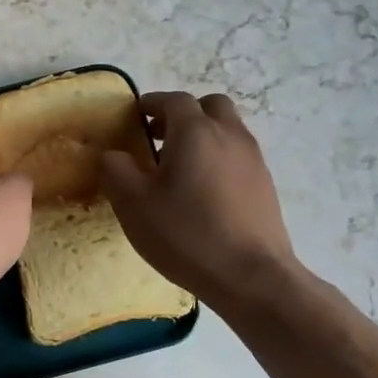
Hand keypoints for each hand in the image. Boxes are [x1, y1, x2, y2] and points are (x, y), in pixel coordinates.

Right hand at [100, 91, 304, 308]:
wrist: (251, 277)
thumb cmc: (186, 234)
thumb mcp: (133, 203)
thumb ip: (115, 169)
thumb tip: (113, 154)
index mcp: (195, 131)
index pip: (173, 100)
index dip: (152, 102)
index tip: (135, 115)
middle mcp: (229, 135)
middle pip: (209, 106)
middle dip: (183, 114)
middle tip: (159, 137)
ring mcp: (253, 160)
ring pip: (227, 130)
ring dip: (202, 136)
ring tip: (178, 168)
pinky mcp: (265, 185)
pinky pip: (237, 156)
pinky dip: (217, 159)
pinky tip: (202, 193)